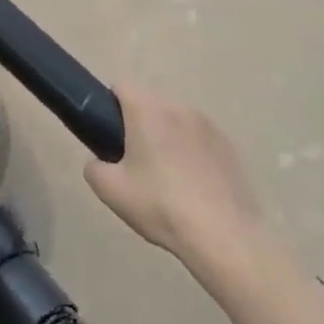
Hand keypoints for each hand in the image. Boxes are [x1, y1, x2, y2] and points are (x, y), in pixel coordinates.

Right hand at [85, 85, 268, 265]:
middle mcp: (179, 107)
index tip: (108, 133)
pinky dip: (191, 152)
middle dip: (138, 123)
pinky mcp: (230, 147)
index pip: (121, 86)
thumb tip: (99, 162)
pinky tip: (193, 185)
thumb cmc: (160, 206)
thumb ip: (94, 167)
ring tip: (166, 176)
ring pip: (176, 121)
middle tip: (134, 161)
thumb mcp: (110, 191)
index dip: (109, 105)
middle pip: (150, 103)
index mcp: (148, 110)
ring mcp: (209, 126)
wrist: (224, 237)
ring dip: (167, 136)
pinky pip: (200, 139)